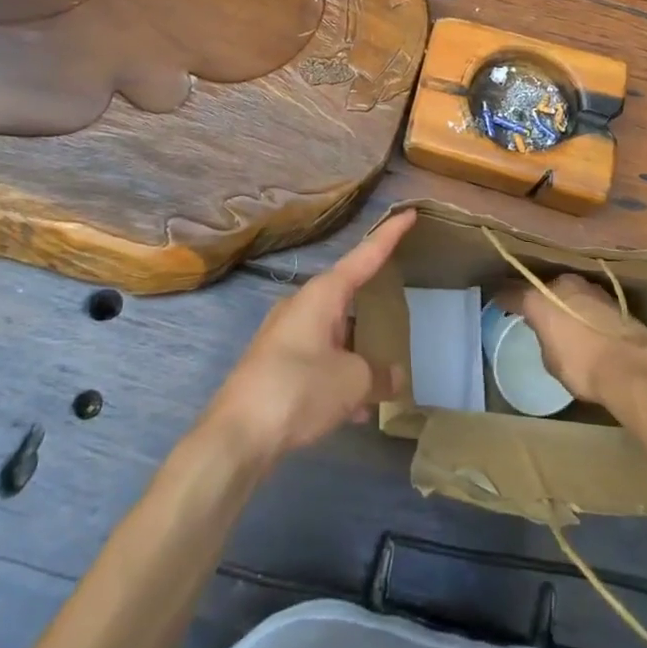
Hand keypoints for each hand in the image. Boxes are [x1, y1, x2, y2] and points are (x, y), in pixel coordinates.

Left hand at [201, 209, 413, 465]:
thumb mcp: (352, 381)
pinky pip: (319, 360)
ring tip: (383, 380)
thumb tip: (393, 376)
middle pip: (348, 296)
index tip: (409, 213)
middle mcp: (302, 305)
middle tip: (400, 309)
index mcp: (322, 294)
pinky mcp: (276, 365)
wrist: (237, 434)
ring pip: (334, 333)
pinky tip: (354, 412)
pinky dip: (339, 376)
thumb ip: (379, 375)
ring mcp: (286, 335)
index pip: (365, 255)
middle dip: (373, 307)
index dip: (389, 235)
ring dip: (357, 352)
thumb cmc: (299, 389)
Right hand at [496, 272, 646, 403]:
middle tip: (537, 314)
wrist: (631, 366)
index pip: (513, 293)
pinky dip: (584, 309)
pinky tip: (587, 323)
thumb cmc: (581, 366)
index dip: (504, 299)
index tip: (498, 302)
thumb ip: (544, 338)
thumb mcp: (551, 359)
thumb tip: (549, 333)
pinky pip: (588, 301)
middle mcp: (561, 284)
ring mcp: (589, 287)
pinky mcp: (612, 297)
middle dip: (540, 298)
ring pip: (568, 291)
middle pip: (544, 288)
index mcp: (538, 298)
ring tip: (565, 319)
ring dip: (565, 302)